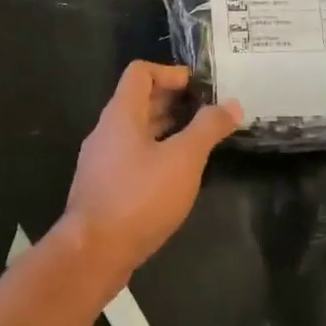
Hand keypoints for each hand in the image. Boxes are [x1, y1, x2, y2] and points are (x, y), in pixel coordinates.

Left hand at [62, 62, 240, 283]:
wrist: (93, 252)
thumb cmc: (139, 198)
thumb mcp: (182, 160)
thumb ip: (207, 129)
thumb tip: (231, 104)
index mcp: (120, 114)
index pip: (140, 73)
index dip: (169, 73)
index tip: (198, 87)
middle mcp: (106, 131)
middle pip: (138, 101)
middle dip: (172, 101)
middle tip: (206, 112)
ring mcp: (101, 160)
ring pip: (135, 131)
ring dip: (164, 128)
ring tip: (197, 140)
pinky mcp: (103, 186)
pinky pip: (131, 156)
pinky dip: (154, 153)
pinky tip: (176, 174)